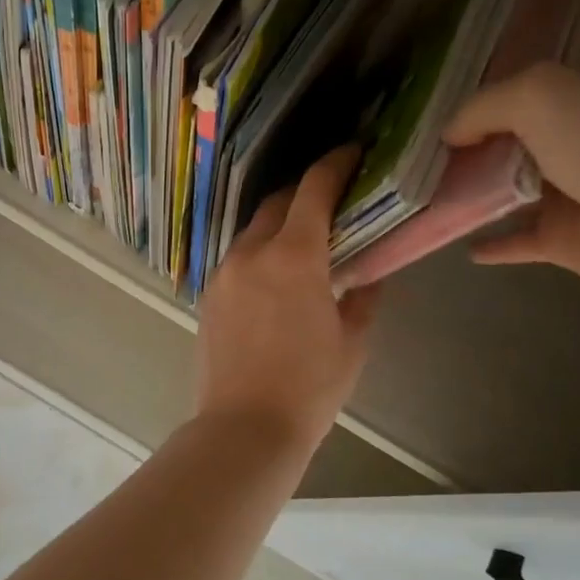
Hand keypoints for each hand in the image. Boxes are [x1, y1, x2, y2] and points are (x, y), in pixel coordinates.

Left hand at [195, 147, 382, 455]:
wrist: (244, 428)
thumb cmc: (309, 387)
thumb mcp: (352, 341)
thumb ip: (364, 295)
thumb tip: (371, 271)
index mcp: (293, 256)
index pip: (313, 189)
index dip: (335, 163)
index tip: (352, 152)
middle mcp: (251, 253)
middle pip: (278, 202)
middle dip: (306, 193)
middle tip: (334, 200)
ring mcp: (223, 272)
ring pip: (254, 230)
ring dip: (280, 224)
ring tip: (306, 240)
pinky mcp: (208, 294)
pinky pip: (238, 257)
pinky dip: (260, 252)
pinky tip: (276, 274)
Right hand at [441, 47, 579, 328]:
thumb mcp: (538, 94)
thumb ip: (483, 106)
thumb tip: (450, 133)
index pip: (531, 74)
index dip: (483, 86)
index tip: (431, 102)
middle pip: (517, 130)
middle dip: (470, 140)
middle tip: (415, 149)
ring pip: (513, 184)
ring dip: (473, 189)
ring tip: (421, 193)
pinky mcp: (576, 239)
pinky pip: (520, 237)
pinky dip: (491, 240)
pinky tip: (454, 241)